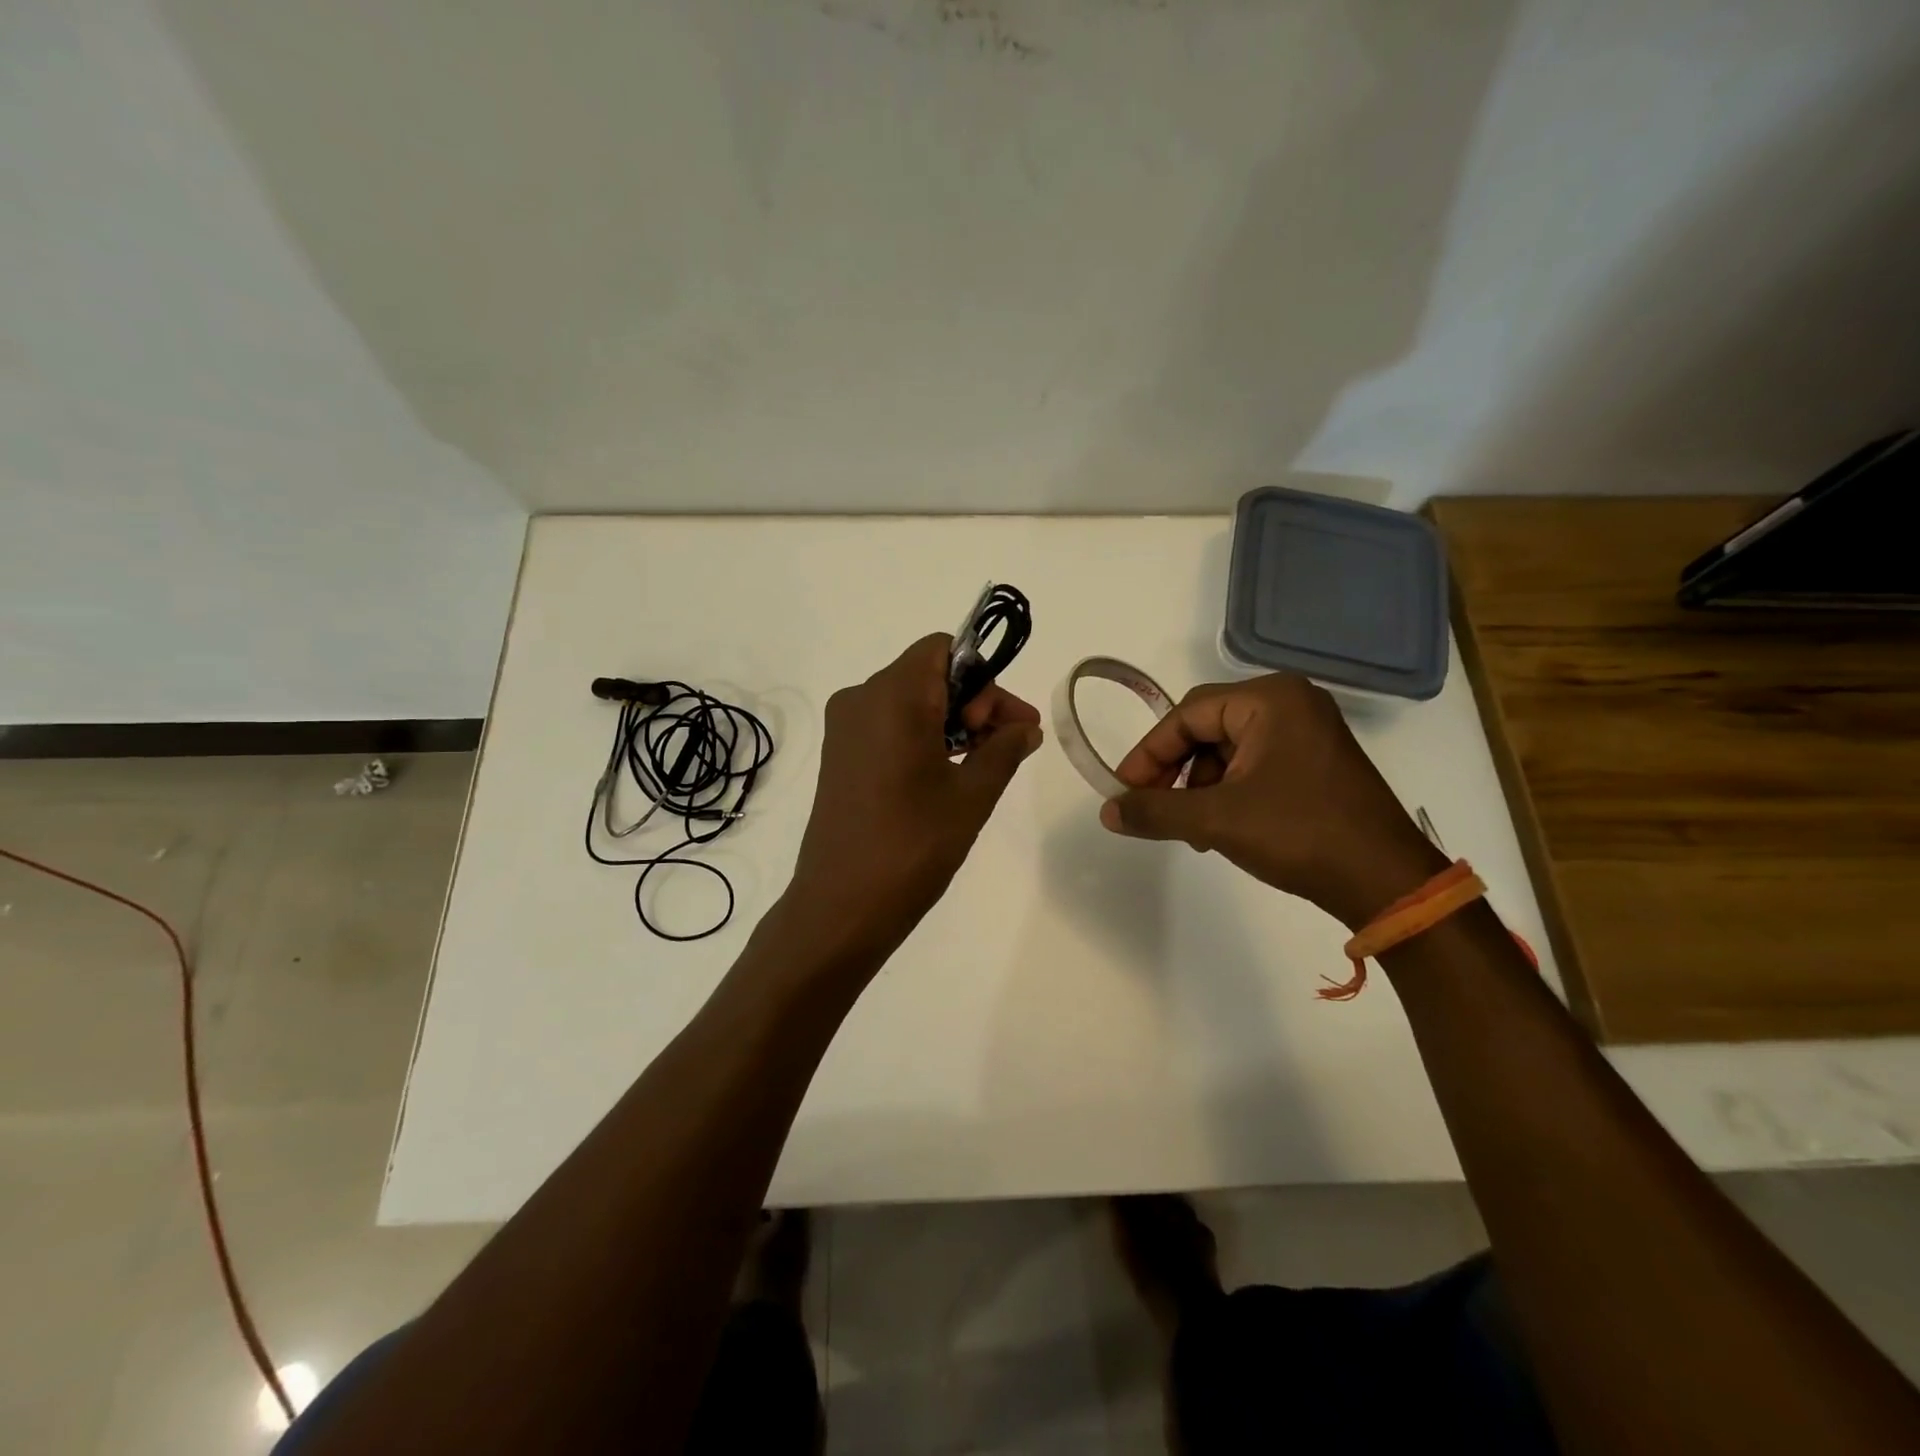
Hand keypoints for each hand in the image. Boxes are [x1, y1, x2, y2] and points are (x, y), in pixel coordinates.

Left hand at [786, 634, 1043, 953]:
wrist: (841, 906)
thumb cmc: (912, 845)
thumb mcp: (972, 795)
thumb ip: (1005, 750)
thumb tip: (1026, 728)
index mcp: (892, 696)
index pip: (943, 649)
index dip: (982, 677)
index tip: (1003, 723)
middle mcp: (860, 699)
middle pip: (928, 674)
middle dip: (974, 701)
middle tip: (1009, 745)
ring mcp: (844, 729)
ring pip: (909, 701)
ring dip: (951, 721)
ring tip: (985, 764)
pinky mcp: (838, 756)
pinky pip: (888, 726)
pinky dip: (923, 736)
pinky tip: (947, 774)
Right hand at [1101, 674, 1446, 929]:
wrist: (1387, 882)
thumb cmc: (1299, 834)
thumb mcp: (1217, 821)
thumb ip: (1155, 811)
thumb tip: (1108, 812)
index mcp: (1270, 699)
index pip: (1187, 715)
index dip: (1148, 754)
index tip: (1123, 791)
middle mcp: (1290, 703)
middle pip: (1206, 729)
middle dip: (1175, 771)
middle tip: (1152, 808)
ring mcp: (1308, 732)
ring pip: (1227, 750)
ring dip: (1199, 786)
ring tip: (1192, 828)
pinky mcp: (1315, 761)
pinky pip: (1254, 764)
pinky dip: (1228, 792)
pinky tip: (1221, 827)